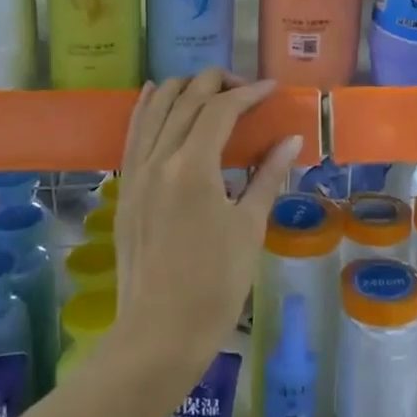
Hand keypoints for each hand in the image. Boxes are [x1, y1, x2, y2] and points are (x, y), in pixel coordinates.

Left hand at [113, 69, 302, 370]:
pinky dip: (146, 108)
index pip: (220, 110)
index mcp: (193, 167)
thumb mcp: (249, 228)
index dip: (248, 93)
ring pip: (154, 109)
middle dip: (217, 83)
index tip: (271, 89)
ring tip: (207, 85)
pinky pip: (134, 134)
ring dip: (182, 89)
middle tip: (246, 88)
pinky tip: (154, 93)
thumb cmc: (215, 285)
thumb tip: (291, 139)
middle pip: (185, 100)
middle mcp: (158, 160)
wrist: (160, 333)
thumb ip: (268, 176)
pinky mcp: (125, 189)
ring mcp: (136, 173)